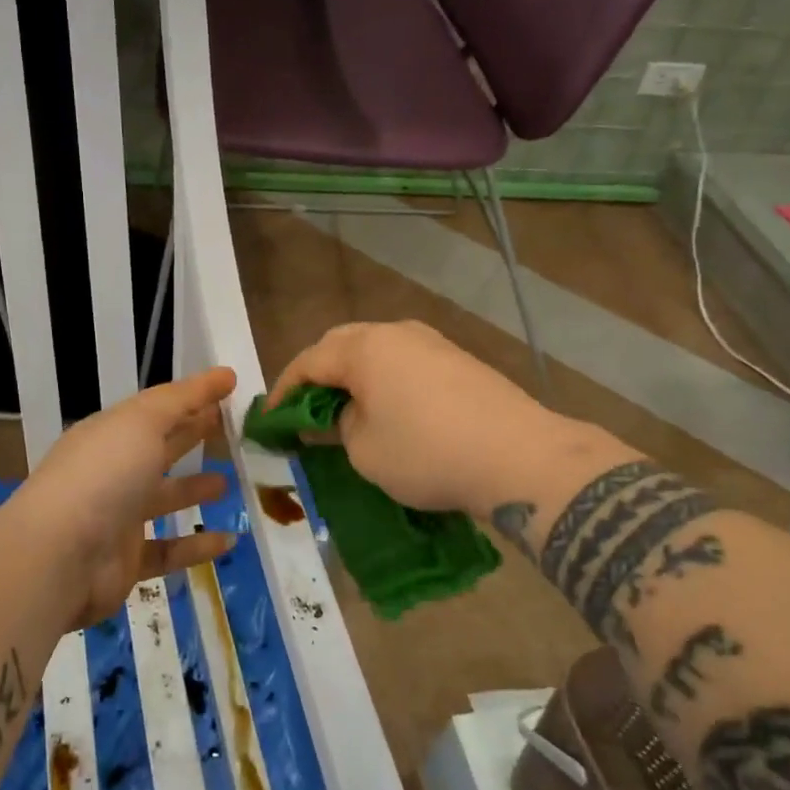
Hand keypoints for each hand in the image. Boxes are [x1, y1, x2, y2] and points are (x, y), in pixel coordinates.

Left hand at [13, 368, 238, 629]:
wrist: (60, 556)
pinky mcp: (127, 560)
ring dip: (194, 489)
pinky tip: (229, 541)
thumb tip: (225, 374)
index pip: (157, 409)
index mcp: (111, 433)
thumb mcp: (143, 421)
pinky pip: (169, 549)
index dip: (192, 397)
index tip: (229, 389)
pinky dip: (197, 546)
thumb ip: (184, 398)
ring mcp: (118, 516)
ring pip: (163, 498)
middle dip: (192, 435)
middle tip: (233, 429)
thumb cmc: (104, 474)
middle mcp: (113, 470)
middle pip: (160, 448)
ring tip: (229, 483)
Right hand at [268, 321, 585, 515]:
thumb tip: (348, 413)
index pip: (308, 361)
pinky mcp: (458, 359)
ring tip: (346, 407)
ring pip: (376, 350)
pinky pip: (405, 361)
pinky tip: (390, 406)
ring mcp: (431, 342)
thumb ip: (341, 425)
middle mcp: (395, 333)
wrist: (519, 456)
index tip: (270, 418)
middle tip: (305, 407)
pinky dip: (385, 379)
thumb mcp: (364, 449)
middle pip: (341, 344)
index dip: (284, 390)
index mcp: (363, 348)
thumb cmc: (427, 453)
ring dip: (353, 374)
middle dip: (318, 374)